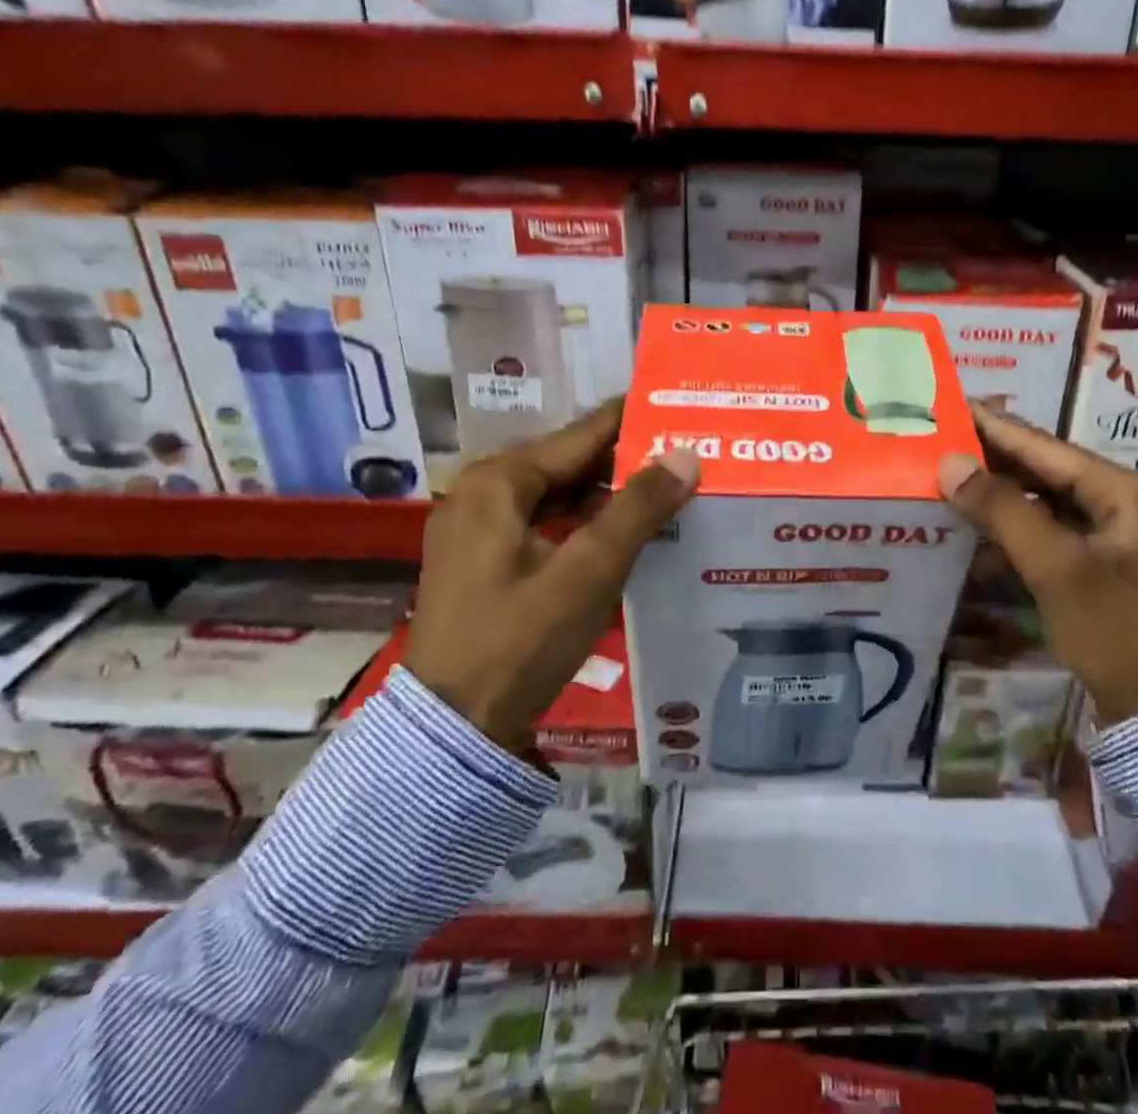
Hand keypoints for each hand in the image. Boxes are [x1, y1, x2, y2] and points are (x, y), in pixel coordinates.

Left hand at [406, 400, 698, 753]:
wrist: (452, 730)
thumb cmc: (519, 642)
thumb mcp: (588, 573)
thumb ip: (638, 509)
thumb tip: (686, 454)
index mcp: (498, 482)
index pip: (580, 435)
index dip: (631, 420)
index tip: (677, 406)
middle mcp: (481, 492)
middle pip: (566, 462)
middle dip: (623, 459)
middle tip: (683, 452)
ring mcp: (476, 528)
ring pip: (555, 493)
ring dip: (605, 493)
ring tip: (664, 488)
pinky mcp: (481, 560)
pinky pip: (542, 521)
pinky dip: (581, 521)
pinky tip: (620, 531)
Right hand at [937, 408, 1137, 725]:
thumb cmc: (1120, 632)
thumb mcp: (1059, 569)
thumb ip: (1004, 511)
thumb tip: (950, 464)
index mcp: (1120, 490)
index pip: (1042, 446)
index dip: (992, 426)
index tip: (947, 406)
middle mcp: (1116, 503)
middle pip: (1040, 470)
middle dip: (988, 461)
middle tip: (933, 444)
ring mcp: (1107, 537)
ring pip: (1039, 503)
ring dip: (993, 498)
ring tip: (941, 483)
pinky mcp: (1094, 568)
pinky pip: (1043, 536)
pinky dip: (1008, 534)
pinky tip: (969, 537)